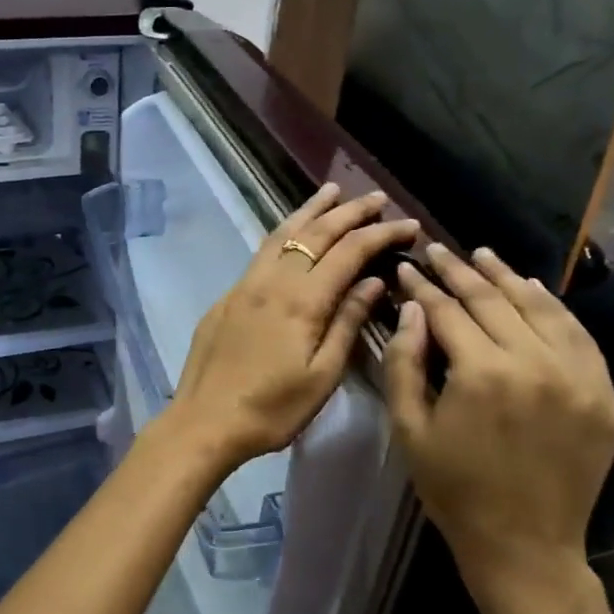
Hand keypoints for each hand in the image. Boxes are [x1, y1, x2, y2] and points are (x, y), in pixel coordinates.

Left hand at [163, 184, 419, 470]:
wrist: (203, 421)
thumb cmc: (271, 409)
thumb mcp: (322, 376)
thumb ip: (347, 323)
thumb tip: (373, 281)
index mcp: (301, 301)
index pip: (349, 252)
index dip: (381, 234)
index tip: (410, 224)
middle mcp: (271, 281)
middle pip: (315, 234)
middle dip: (350, 212)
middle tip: (377, 198)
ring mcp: (244, 286)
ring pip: (282, 235)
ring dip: (310, 210)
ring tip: (332, 191)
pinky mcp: (227, 297)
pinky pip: (262, 252)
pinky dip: (284, 233)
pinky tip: (291, 233)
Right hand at [383, 244, 613, 613]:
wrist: (524, 545)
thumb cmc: (453, 489)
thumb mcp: (409, 429)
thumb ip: (405, 363)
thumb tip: (411, 309)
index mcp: (481, 374)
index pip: (447, 311)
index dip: (422, 286)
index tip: (406, 267)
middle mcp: (534, 363)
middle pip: (492, 301)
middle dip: (459, 271)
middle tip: (436, 250)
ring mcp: (577, 376)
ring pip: (539, 308)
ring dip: (506, 278)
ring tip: (482, 255)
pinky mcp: (603, 393)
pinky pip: (577, 335)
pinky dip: (553, 307)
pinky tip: (531, 289)